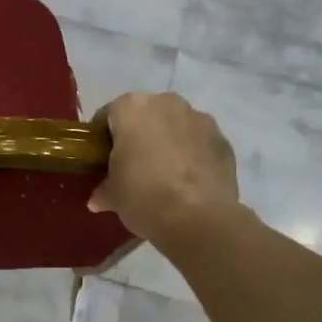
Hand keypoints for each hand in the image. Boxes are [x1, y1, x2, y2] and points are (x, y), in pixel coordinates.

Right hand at [89, 92, 238, 242]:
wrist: (197, 218)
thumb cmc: (143, 196)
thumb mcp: (113, 196)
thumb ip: (104, 190)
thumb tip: (98, 199)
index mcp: (132, 108)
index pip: (108, 116)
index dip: (103, 138)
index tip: (102, 159)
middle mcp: (167, 103)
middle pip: (146, 115)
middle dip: (139, 135)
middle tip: (133, 167)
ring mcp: (200, 118)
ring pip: (176, 126)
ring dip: (169, 142)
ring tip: (165, 175)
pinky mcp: (223, 140)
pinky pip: (200, 143)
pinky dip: (193, 155)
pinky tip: (188, 182)